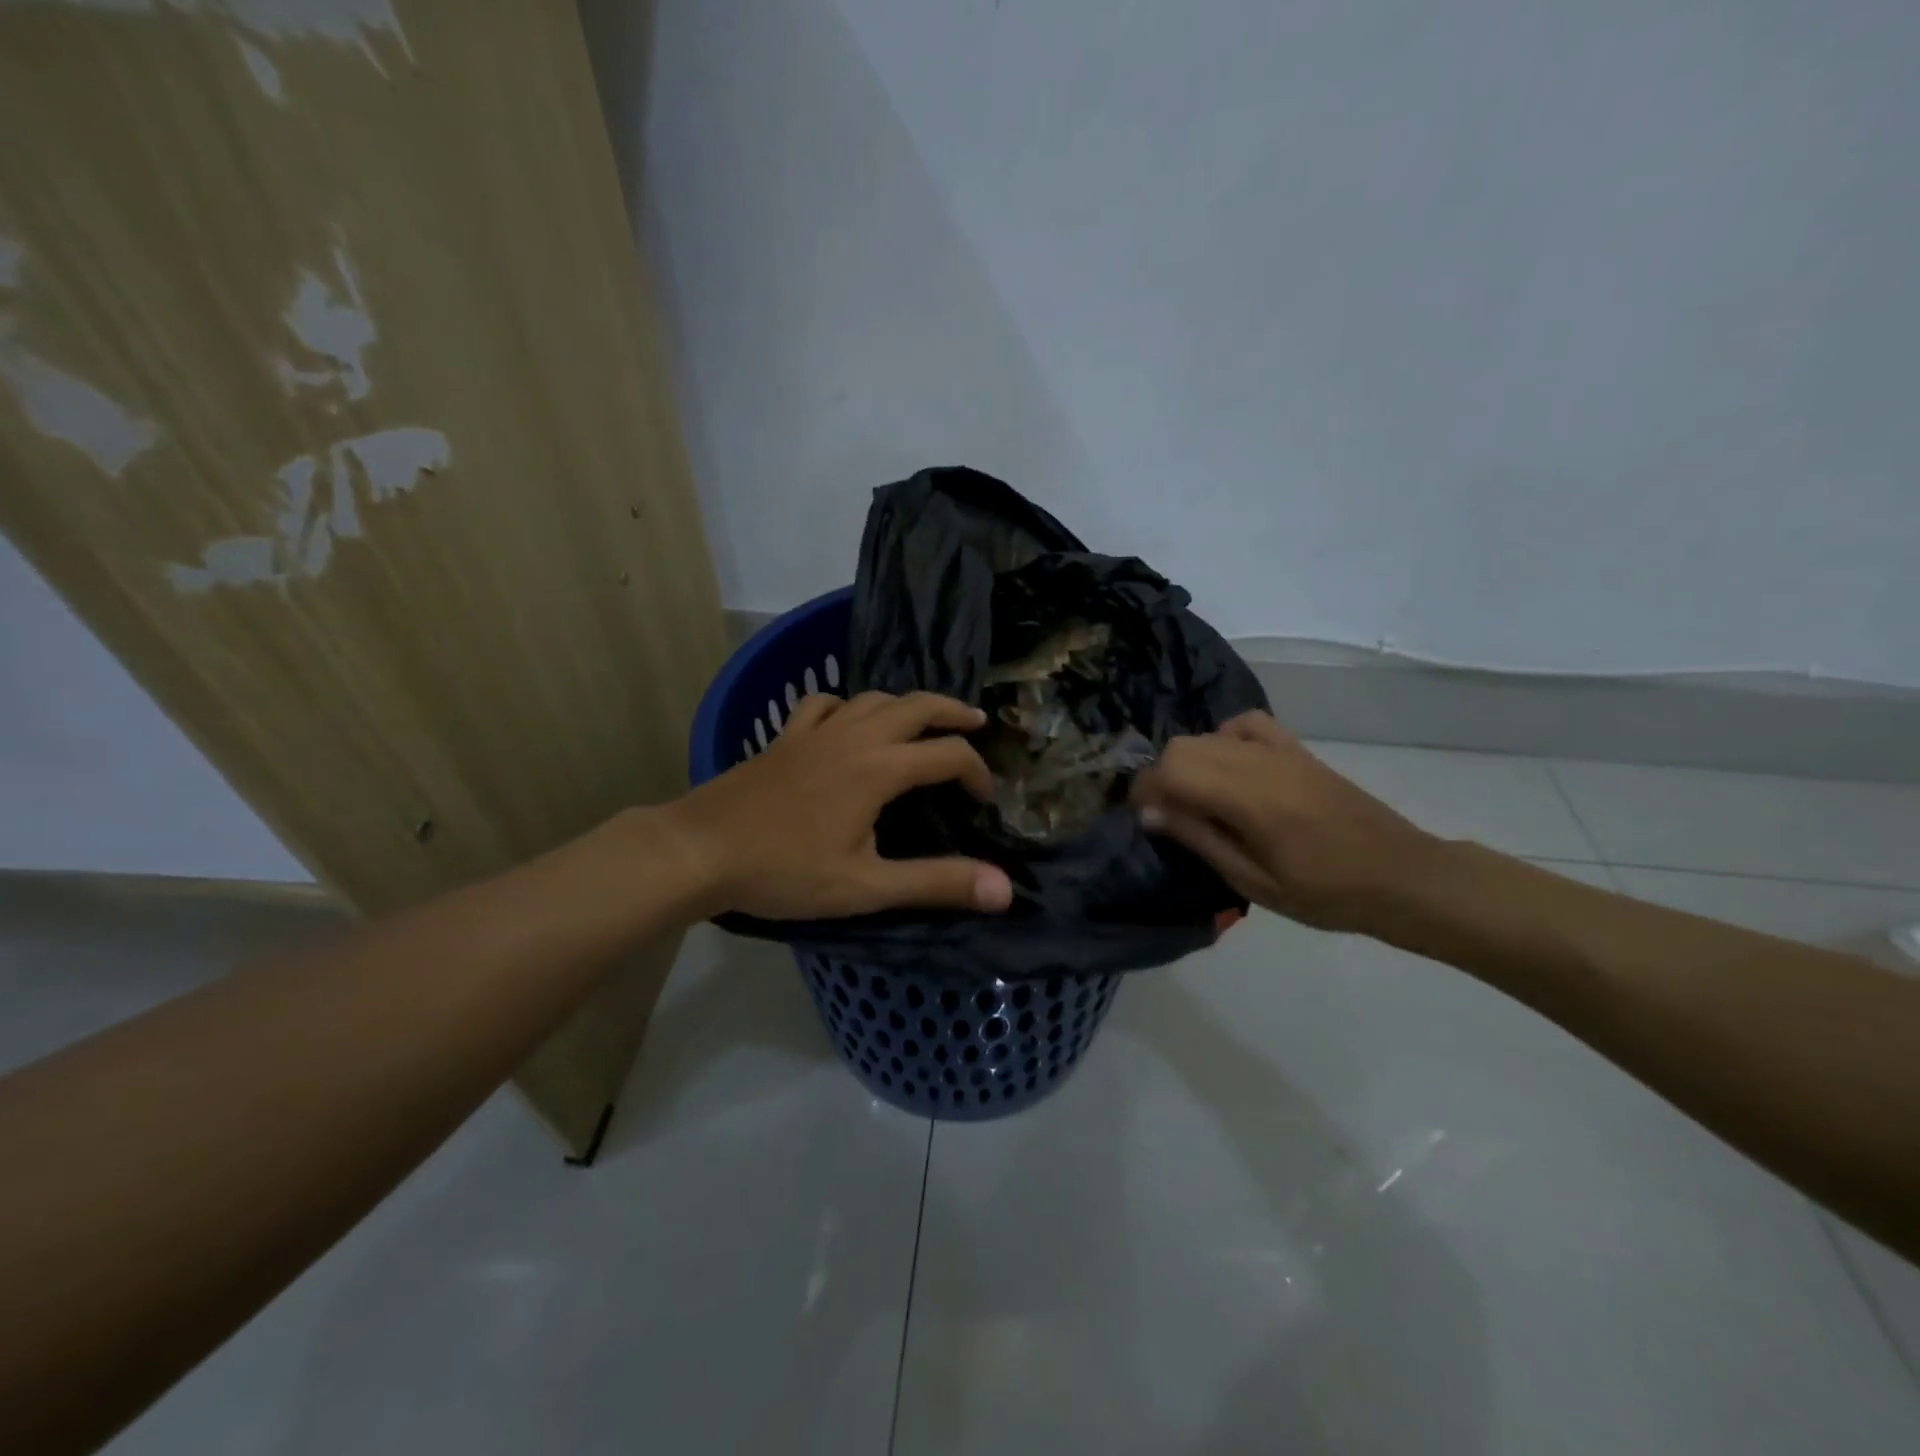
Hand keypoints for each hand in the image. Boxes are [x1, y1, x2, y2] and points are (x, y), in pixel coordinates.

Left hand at [664, 691, 1015, 920]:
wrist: (699, 850)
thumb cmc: (784, 871)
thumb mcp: (866, 886)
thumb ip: (936, 883)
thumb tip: (1004, 890)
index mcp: (879, 768)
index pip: (948, 755)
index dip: (976, 773)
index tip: (984, 801)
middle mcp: (854, 736)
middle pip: (916, 705)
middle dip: (952, 711)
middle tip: (977, 722)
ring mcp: (816, 731)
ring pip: (873, 698)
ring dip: (907, 704)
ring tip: (923, 719)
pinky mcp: (785, 737)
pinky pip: (824, 704)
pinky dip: (848, 705)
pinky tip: (848, 720)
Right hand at [1131, 711, 1440, 931]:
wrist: (1401, 875)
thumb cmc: (1326, 893)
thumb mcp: (1254, 882)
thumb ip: (1200, 839)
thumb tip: (1150, 812)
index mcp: (1249, 799)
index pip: (1172, 769)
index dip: (1145, 790)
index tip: (1144, 819)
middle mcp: (1259, 763)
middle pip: (1182, 746)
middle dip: (1162, 777)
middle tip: (1168, 816)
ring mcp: (1280, 750)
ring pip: (1208, 734)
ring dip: (1189, 762)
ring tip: (1197, 799)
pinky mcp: (1296, 749)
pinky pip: (1246, 723)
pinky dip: (1225, 738)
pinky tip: (1231, 767)